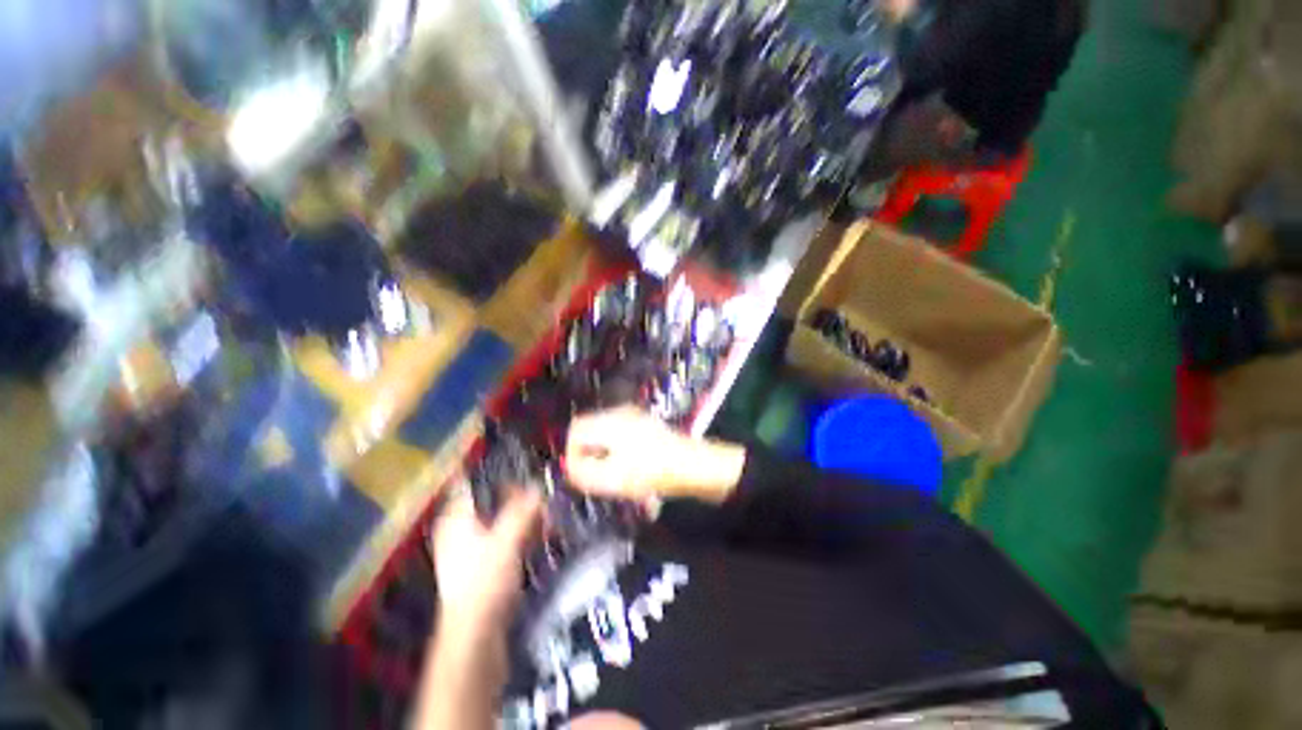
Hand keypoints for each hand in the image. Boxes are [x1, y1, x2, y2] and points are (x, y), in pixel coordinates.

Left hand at [429, 488, 542, 632]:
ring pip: (504, 520)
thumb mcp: (506, 539)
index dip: (500, 476)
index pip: (475, 485)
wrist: (477, 633)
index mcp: (456, 518)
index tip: (526, 472)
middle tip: (543, 500)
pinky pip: (509, 537)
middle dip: (521, 499)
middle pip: (494, 502)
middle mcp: (462, 529)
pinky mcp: (488, 563)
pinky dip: (525, 533)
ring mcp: (475, 547)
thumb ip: (523, 510)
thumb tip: (538, 485)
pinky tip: (544, 533)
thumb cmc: (484, 580)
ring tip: (548, 517)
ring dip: (527, 516)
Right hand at [565, 407, 745, 502]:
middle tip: (597, 479)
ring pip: (606, 437)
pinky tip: (630, 473)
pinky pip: (622, 439)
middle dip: (589, 456)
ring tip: (614, 479)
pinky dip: (620, 455)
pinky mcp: (648, 427)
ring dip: (605, 458)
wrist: (696, 466)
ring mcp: (637, 418)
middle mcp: (622, 414)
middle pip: (591, 432)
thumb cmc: (653, 472)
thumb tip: (570, 467)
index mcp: (610, 421)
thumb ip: (583, 473)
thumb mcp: (612, 478)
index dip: (571, 453)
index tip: (580, 474)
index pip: (575, 429)